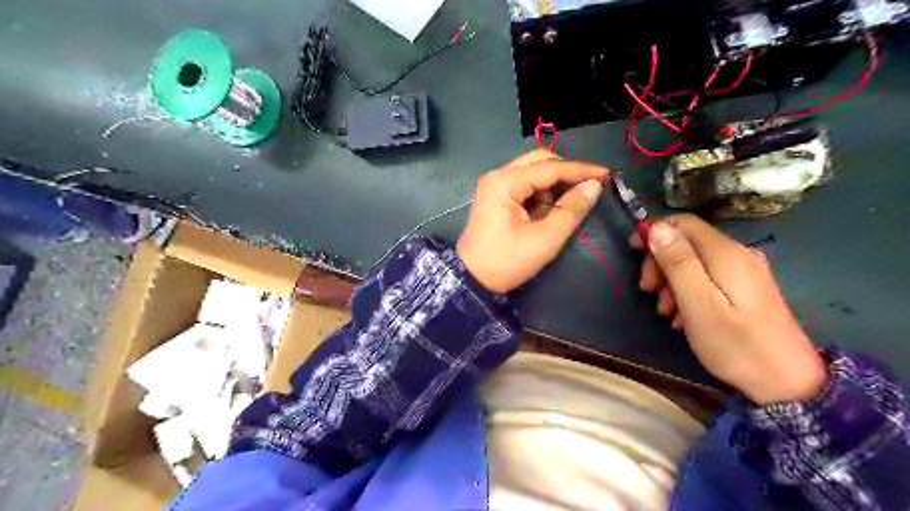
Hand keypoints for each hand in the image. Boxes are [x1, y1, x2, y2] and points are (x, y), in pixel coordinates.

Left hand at [460, 149, 606, 293]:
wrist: (472, 280)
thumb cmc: (507, 261)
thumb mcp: (545, 239)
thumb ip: (571, 210)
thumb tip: (594, 186)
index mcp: (505, 182)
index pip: (550, 167)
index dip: (581, 170)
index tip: (607, 174)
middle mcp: (497, 176)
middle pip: (539, 161)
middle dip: (566, 173)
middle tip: (588, 188)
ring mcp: (494, 185)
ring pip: (532, 172)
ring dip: (553, 185)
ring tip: (566, 208)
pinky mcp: (495, 196)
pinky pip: (524, 186)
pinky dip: (541, 194)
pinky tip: (548, 212)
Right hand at [634, 213, 824, 403]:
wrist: (789, 384)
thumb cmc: (736, 345)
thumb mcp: (698, 304)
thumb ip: (678, 263)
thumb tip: (657, 227)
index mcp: (725, 254)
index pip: (683, 222)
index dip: (654, 231)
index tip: (633, 253)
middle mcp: (737, 254)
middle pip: (686, 242)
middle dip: (660, 262)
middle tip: (647, 291)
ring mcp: (744, 272)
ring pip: (694, 262)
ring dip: (670, 281)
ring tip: (665, 311)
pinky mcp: (745, 289)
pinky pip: (706, 278)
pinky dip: (687, 292)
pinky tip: (683, 317)